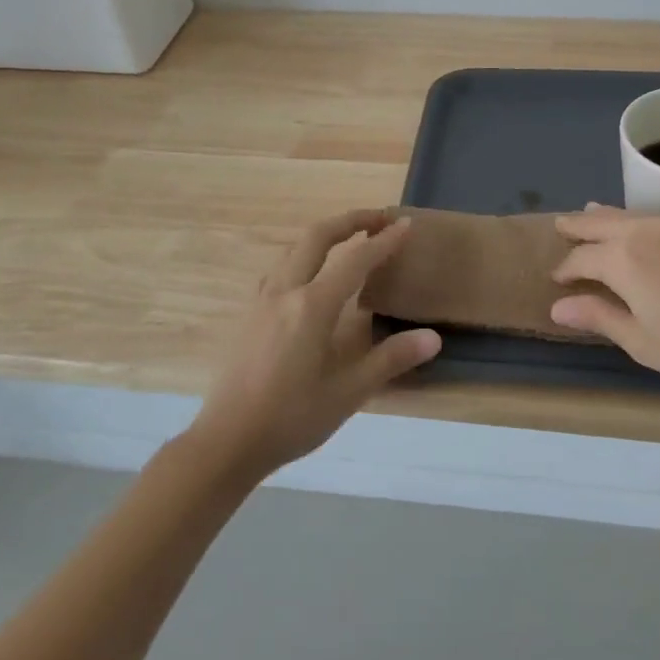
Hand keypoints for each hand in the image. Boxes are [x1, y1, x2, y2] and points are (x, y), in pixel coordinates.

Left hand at [193, 210, 440, 477]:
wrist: (226, 442)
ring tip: (350, 240)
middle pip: (317, 236)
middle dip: (350, 220)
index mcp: (312, 306)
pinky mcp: (249, 314)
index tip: (406, 225)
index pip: (356, 260)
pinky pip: (280, 268)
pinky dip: (304, 255)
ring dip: (325, 235)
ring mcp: (262, 300)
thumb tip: (433, 338)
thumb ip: (390, 360)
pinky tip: (310, 276)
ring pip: (294, 248)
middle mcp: (285, 291)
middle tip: (379, 217)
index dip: (384, 241)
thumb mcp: (347, 393)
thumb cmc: (291, 418)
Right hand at [549, 205, 659, 396]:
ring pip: (625, 214)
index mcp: (622, 258)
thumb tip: (558, 306)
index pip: (581, 258)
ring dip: (602, 217)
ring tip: (587, 216)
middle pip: (599, 222)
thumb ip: (599, 317)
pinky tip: (631, 229)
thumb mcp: (642, 341)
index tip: (555, 282)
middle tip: (558, 227)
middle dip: (576, 226)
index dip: (565, 270)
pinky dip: (627, 219)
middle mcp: (642, 232)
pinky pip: (646, 218)